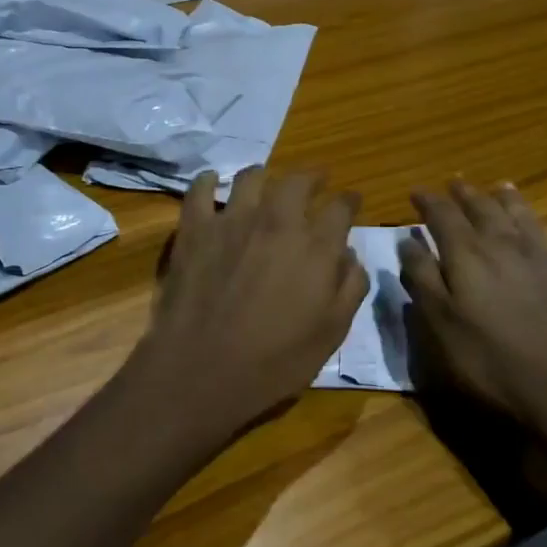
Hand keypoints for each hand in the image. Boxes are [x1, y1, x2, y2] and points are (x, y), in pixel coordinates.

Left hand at [125, 166, 367, 451]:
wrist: (201, 370)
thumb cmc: (273, 361)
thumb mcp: (331, 334)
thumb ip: (349, 289)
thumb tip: (351, 256)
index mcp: (316, 247)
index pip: (341, 208)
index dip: (349, 201)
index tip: (352, 201)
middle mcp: (277, 222)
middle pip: (298, 181)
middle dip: (312, 177)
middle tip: (316, 180)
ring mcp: (232, 221)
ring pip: (251, 178)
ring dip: (264, 175)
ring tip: (266, 179)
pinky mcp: (195, 229)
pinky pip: (200, 191)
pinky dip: (208, 182)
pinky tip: (212, 182)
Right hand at [399, 181, 546, 465]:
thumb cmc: (494, 362)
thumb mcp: (442, 326)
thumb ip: (423, 279)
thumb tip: (407, 241)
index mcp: (468, 256)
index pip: (442, 216)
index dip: (428, 201)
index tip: (416, 192)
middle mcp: (505, 245)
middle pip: (483, 209)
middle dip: (466, 194)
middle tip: (456, 182)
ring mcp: (545, 258)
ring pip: (524, 216)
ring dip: (510, 199)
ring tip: (502, 186)